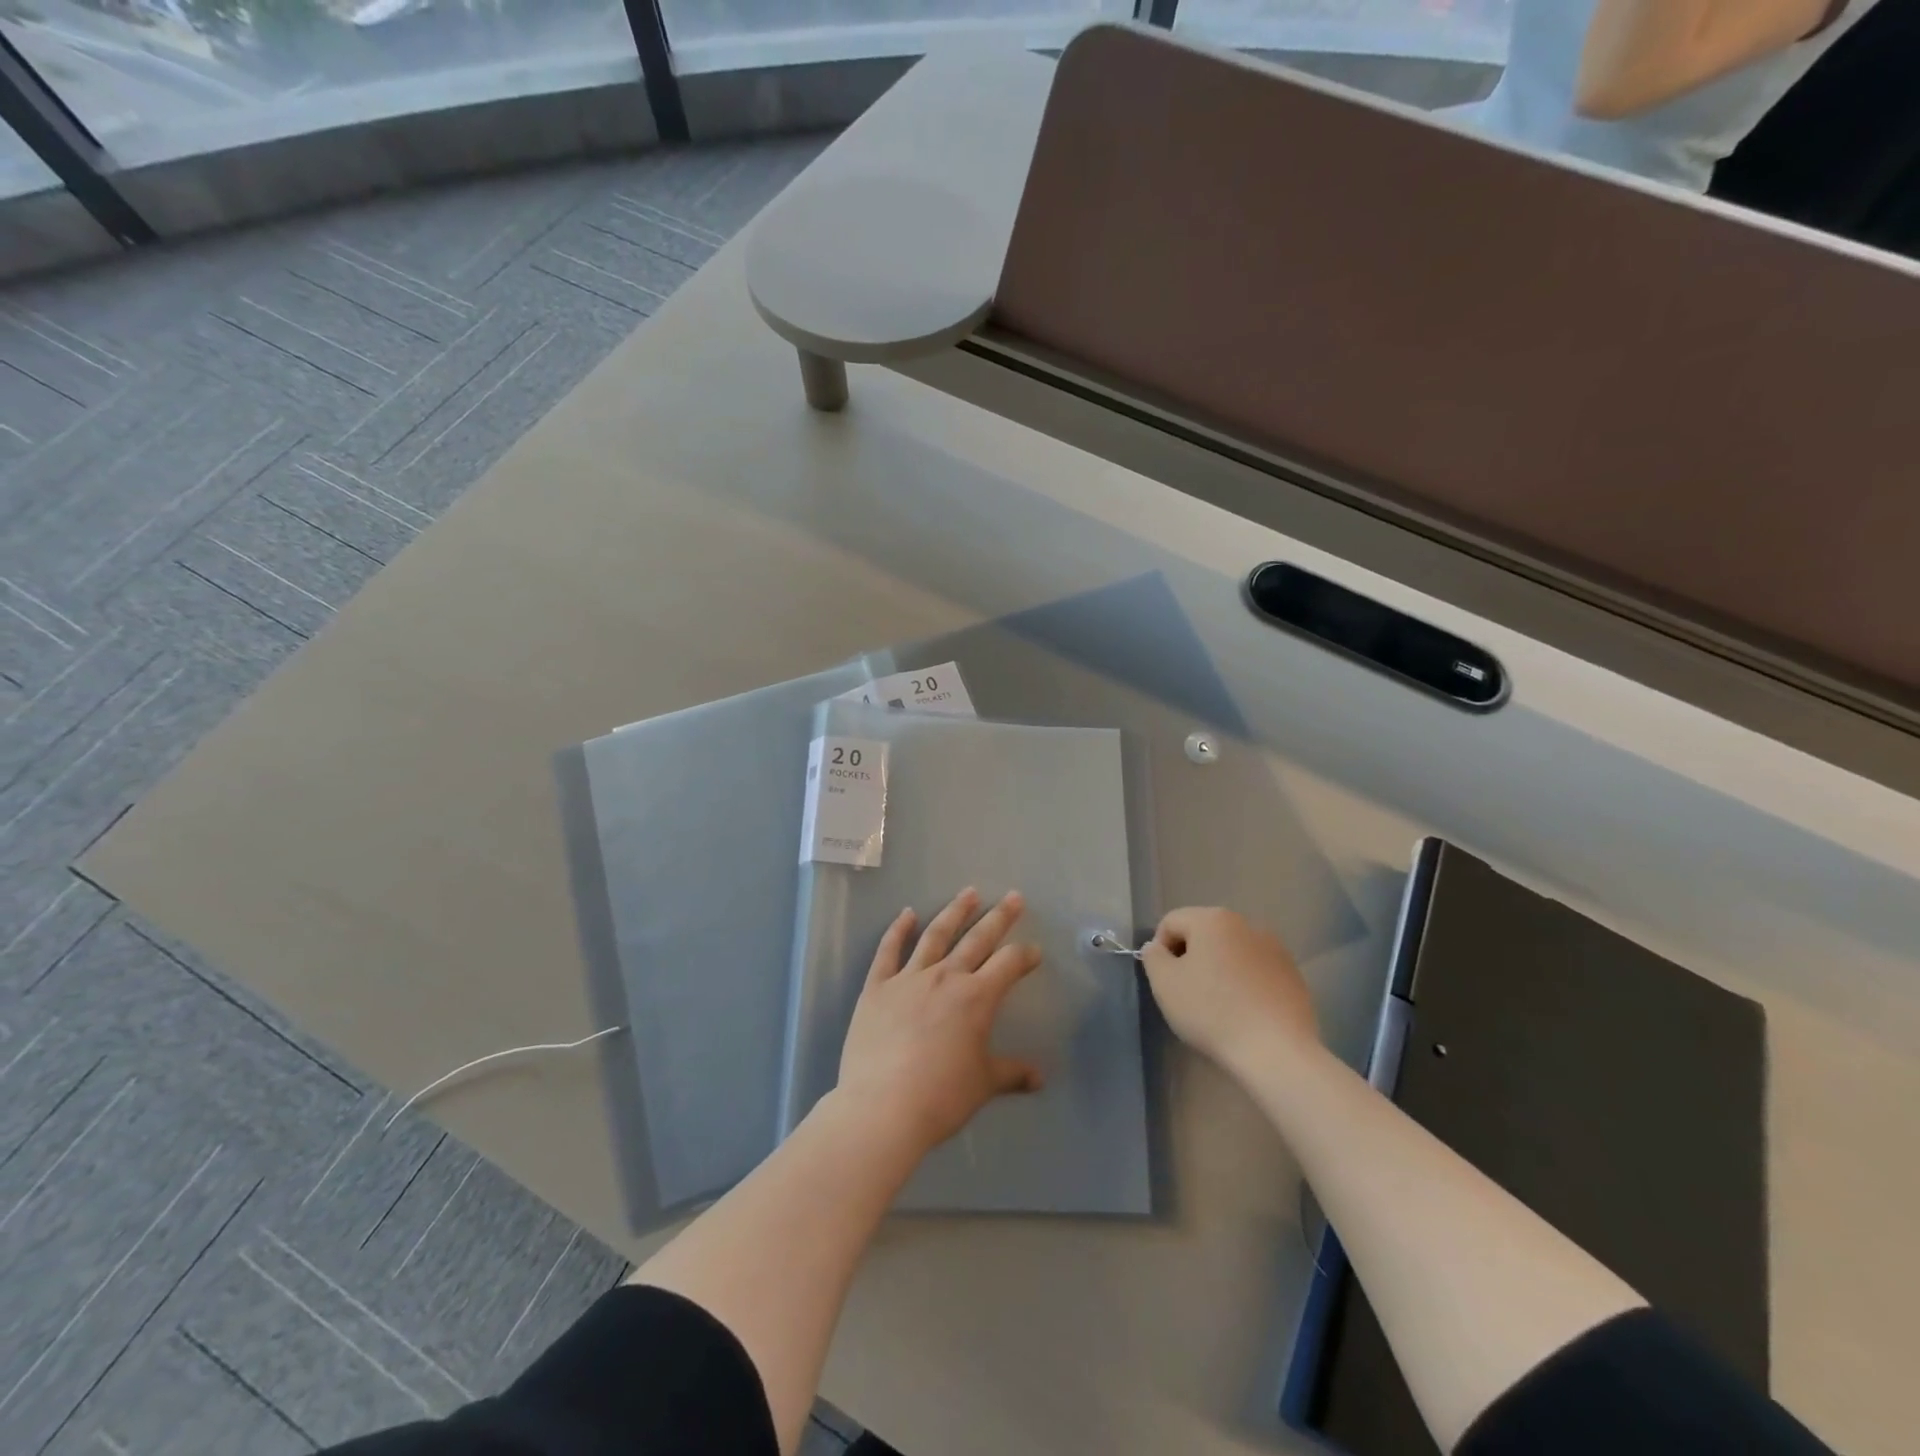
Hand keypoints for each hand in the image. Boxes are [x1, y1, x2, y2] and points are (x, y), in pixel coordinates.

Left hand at [835, 888, 1045, 1154]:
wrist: (882, 1107)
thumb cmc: (941, 1097)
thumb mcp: (982, 1085)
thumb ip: (1011, 1074)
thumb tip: (1039, 1078)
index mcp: (976, 998)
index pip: (1008, 965)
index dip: (1024, 956)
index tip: (1033, 952)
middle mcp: (945, 977)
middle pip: (977, 939)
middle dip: (999, 917)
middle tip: (1014, 897)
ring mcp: (908, 978)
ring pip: (936, 935)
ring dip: (954, 912)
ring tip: (969, 893)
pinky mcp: (876, 987)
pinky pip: (888, 950)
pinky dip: (898, 929)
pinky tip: (907, 913)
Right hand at [1140, 907, 1317, 1071]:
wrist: (1276, 1051)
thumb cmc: (1212, 1012)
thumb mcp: (1165, 984)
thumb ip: (1153, 957)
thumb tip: (1158, 947)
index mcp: (1213, 919)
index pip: (1171, 922)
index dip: (1160, 950)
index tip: (1165, 982)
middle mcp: (1246, 924)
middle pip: (1203, 933)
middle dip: (1191, 958)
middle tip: (1188, 994)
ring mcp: (1275, 948)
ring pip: (1231, 952)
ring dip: (1219, 970)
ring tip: (1218, 1006)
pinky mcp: (1293, 974)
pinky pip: (1256, 971)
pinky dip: (1244, 983)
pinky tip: (1245, 1012)